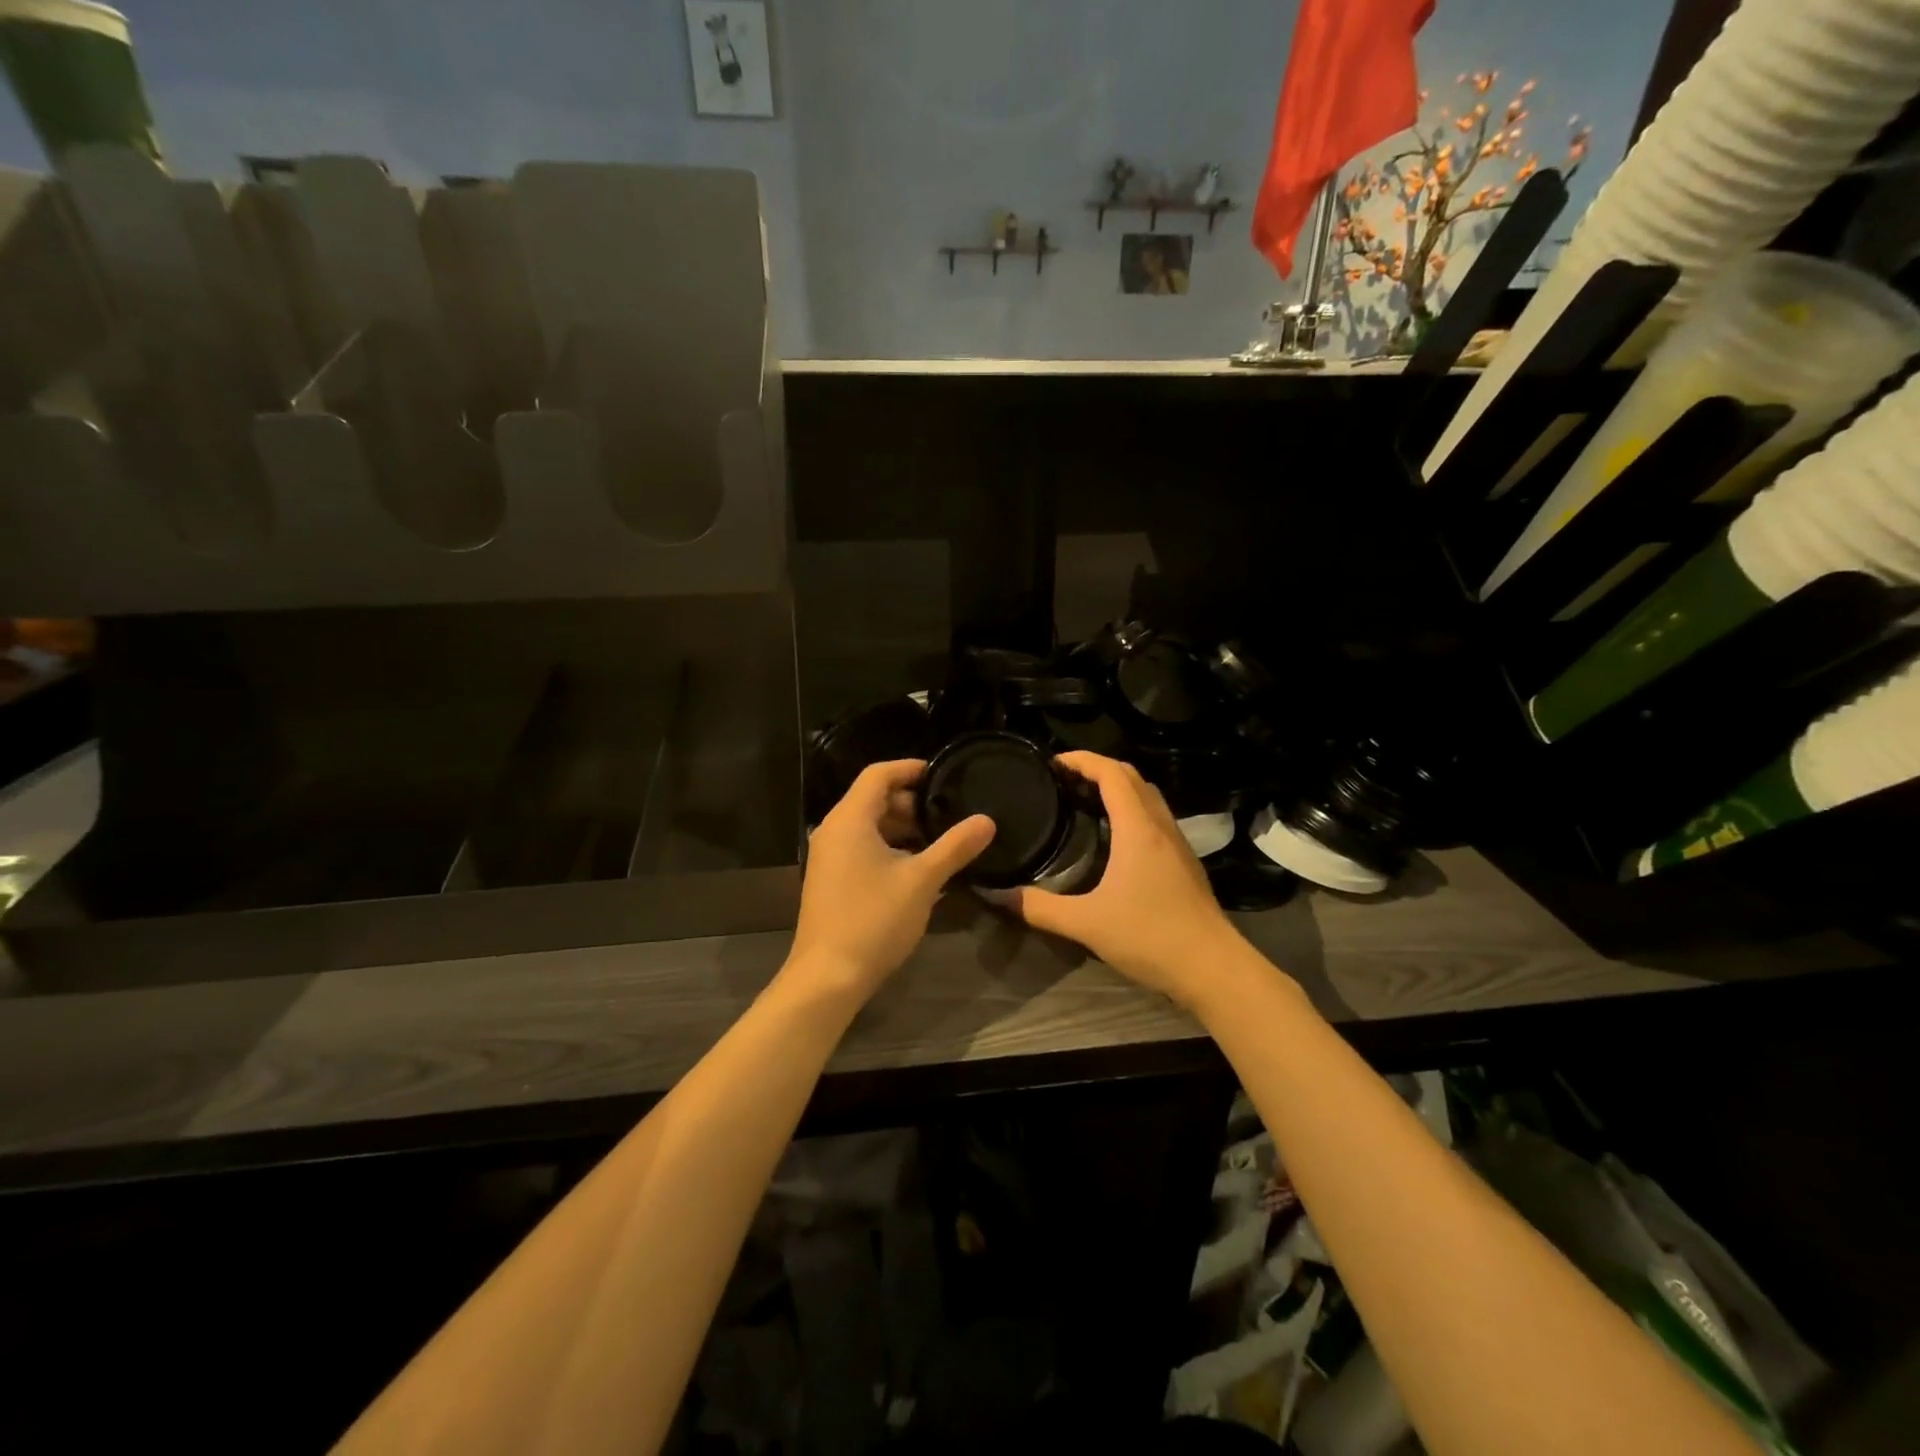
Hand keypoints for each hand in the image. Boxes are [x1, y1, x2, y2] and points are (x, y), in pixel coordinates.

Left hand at [785, 759, 995, 1004]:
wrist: (828, 976)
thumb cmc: (874, 919)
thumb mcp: (922, 880)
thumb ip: (955, 847)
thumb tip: (987, 820)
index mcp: (849, 819)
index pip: (878, 774)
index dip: (910, 768)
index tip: (941, 773)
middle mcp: (833, 831)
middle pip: (872, 800)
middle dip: (910, 803)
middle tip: (947, 813)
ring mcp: (828, 857)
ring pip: (868, 827)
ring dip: (902, 829)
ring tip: (939, 841)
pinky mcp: (829, 880)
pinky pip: (861, 849)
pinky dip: (888, 848)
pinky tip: (917, 869)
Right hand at [1003, 751, 1244, 1003]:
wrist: (1213, 967)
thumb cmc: (1150, 936)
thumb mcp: (1087, 924)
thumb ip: (1041, 908)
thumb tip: (1001, 896)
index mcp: (1137, 828)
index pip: (1111, 772)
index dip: (1082, 759)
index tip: (1054, 762)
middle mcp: (1160, 825)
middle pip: (1131, 777)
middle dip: (1097, 768)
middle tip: (1064, 780)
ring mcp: (1177, 843)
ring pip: (1148, 796)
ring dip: (1118, 788)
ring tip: (1085, 800)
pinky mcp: (1185, 862)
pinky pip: (1155, 817)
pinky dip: (1132, 809)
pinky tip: (1114, 837)